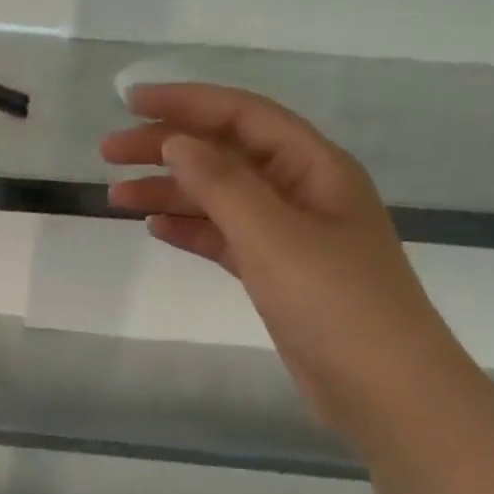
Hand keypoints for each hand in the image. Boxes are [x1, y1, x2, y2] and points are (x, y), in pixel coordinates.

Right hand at [102, 83, 466, 444]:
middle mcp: (302, 191)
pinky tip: (155, 229)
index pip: (242, 115)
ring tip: (116, 195)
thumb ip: (222, 183)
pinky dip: (191, 229)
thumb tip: (175, 141)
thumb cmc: (335, 303)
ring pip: (220, 197)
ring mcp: (290, 234)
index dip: (185, 102)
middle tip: (108, 153)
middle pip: (226, 153)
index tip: (128, 102)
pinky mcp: (278, 273)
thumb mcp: (273, 235)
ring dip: (170, 191)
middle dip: (168, 147)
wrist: (384, 391)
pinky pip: (225, 237)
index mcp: (314, 166)